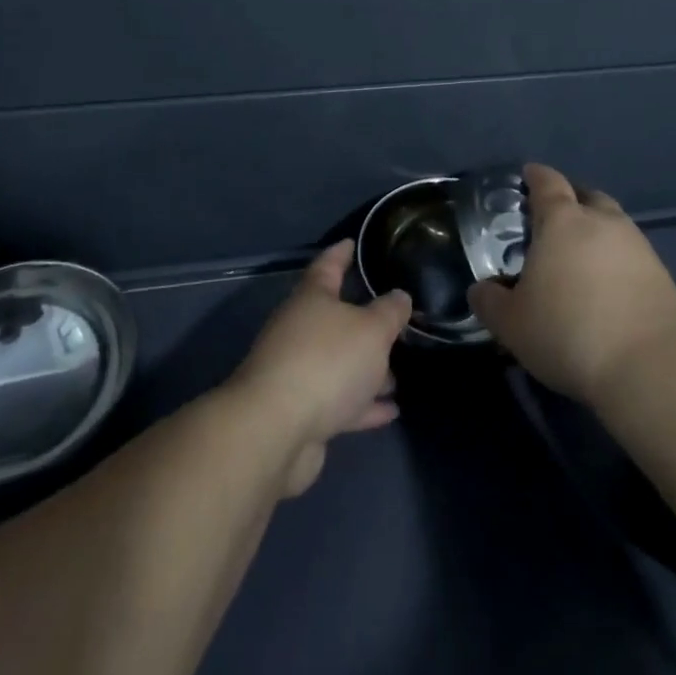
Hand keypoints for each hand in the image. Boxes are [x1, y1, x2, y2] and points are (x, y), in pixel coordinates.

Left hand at [226, 240, 411, 495]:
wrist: (275, 431)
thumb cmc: (327, 362)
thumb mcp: (372, 330)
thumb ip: (390, 311)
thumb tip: (400, 296)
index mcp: (312, 299)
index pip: (328, 265)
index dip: (341, 253)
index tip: (353, 243)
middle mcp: (299, 329)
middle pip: (334, 319)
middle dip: (364, 323)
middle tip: (393, 321)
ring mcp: (296, 372)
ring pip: (338, 363)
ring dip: (366, 369)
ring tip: (397, 375)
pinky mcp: (300, 412)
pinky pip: (338, 400)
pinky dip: (362, 403)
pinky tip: (390, 410)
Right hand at [468, 163, 675, 404]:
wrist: (652, 367)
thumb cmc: (569, 332)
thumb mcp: (512, 324)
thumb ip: (490, 302)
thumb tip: (481, 290)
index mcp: (562, 220)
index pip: (547, 183)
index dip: (535, 176)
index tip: (528, 175)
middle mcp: (603, 221)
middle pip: (586, 196)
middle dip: (570, 201)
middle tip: (553, 220)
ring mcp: (638, 245)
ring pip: (613, 224)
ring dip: (597, 231)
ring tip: (581, 257)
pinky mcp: (662, 274)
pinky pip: (631, 254)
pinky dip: (616, 260)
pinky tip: (607, 285)